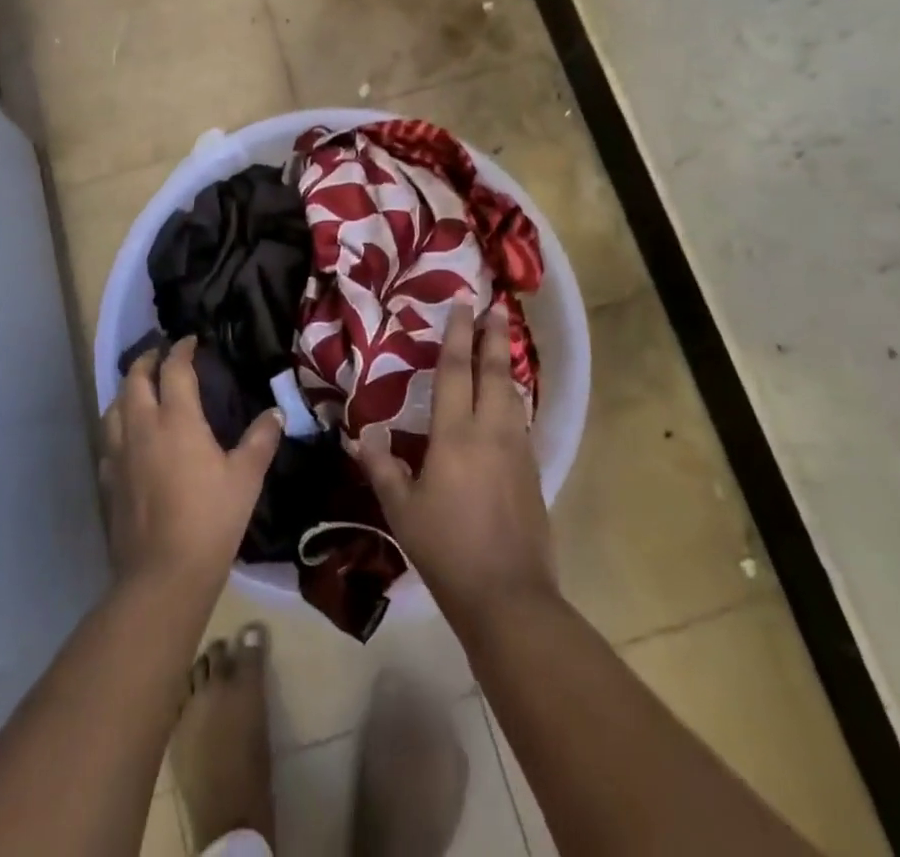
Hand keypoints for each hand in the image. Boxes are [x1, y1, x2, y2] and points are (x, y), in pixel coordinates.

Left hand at [100, 337, 283, 595]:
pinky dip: (117, 425)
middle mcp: (142, 427)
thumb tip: (276, 413)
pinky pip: (108, 439)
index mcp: (176, 419)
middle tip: (161, 355)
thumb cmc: (211, 519)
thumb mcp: (246, 478)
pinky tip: (128, 436)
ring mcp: (119, 453)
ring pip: (114, 406)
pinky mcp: (108, 479)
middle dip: (148, 360)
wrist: (163, 574)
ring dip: (128, 390)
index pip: (174, 369)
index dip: (182, 350)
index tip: (190, 341)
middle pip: (136, 379)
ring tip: (141, 389)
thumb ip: (261, 440)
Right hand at [351, 303, 557, 625]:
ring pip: (514, 395)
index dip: (458, 334)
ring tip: (503, 345)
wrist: (508, 597)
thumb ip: (382, 467)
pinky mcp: (533, 472)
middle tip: (497, 307)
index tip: (463, 303)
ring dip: (507, 365)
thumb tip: (367, 434)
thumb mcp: (401, 510)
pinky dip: (514, 399)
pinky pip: (522, 421)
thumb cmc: (446, 550)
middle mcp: (492, 432)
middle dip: (495, 336)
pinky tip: (509, 403)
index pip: (457, 371)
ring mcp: (518, 451)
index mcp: (456, 436)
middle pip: (496, 372)